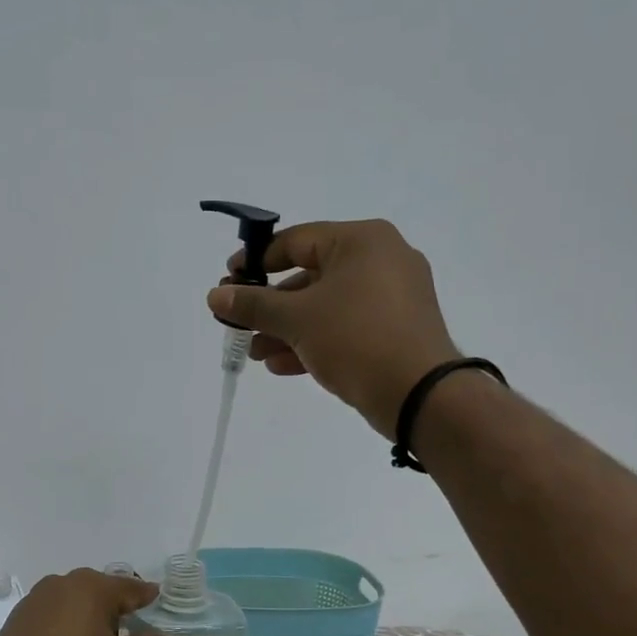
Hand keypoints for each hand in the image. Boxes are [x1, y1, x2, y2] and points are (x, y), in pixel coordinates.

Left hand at [0, 569, 174, 635]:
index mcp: (92, 588)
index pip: (128, 588)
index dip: (145, 595)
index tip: (156, 596)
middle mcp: (63, 584)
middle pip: (98, 591)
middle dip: (115, 606)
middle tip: (130, 622)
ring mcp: (36, 600)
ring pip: (73, 603)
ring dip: (88, 618)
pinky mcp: (17, 619)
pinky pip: (51, 617)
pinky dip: (65, 628)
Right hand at [207, 219, 463, 437]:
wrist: (420, 395)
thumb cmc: (355, 338)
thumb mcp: (297, 319)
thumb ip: (254, 305)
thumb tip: (216, 295)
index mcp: (362, 241)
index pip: (296, 240)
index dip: (257, 261)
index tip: (229, 280)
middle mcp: (382, 260)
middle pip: (310, 276)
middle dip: (271, 306)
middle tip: (239, 323)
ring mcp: (393, 297)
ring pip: (327, 306)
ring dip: (287, 329)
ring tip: (254, 353)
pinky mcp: (396, 330)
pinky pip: (346, 327)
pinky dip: (315, 341)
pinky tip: (281, 365)